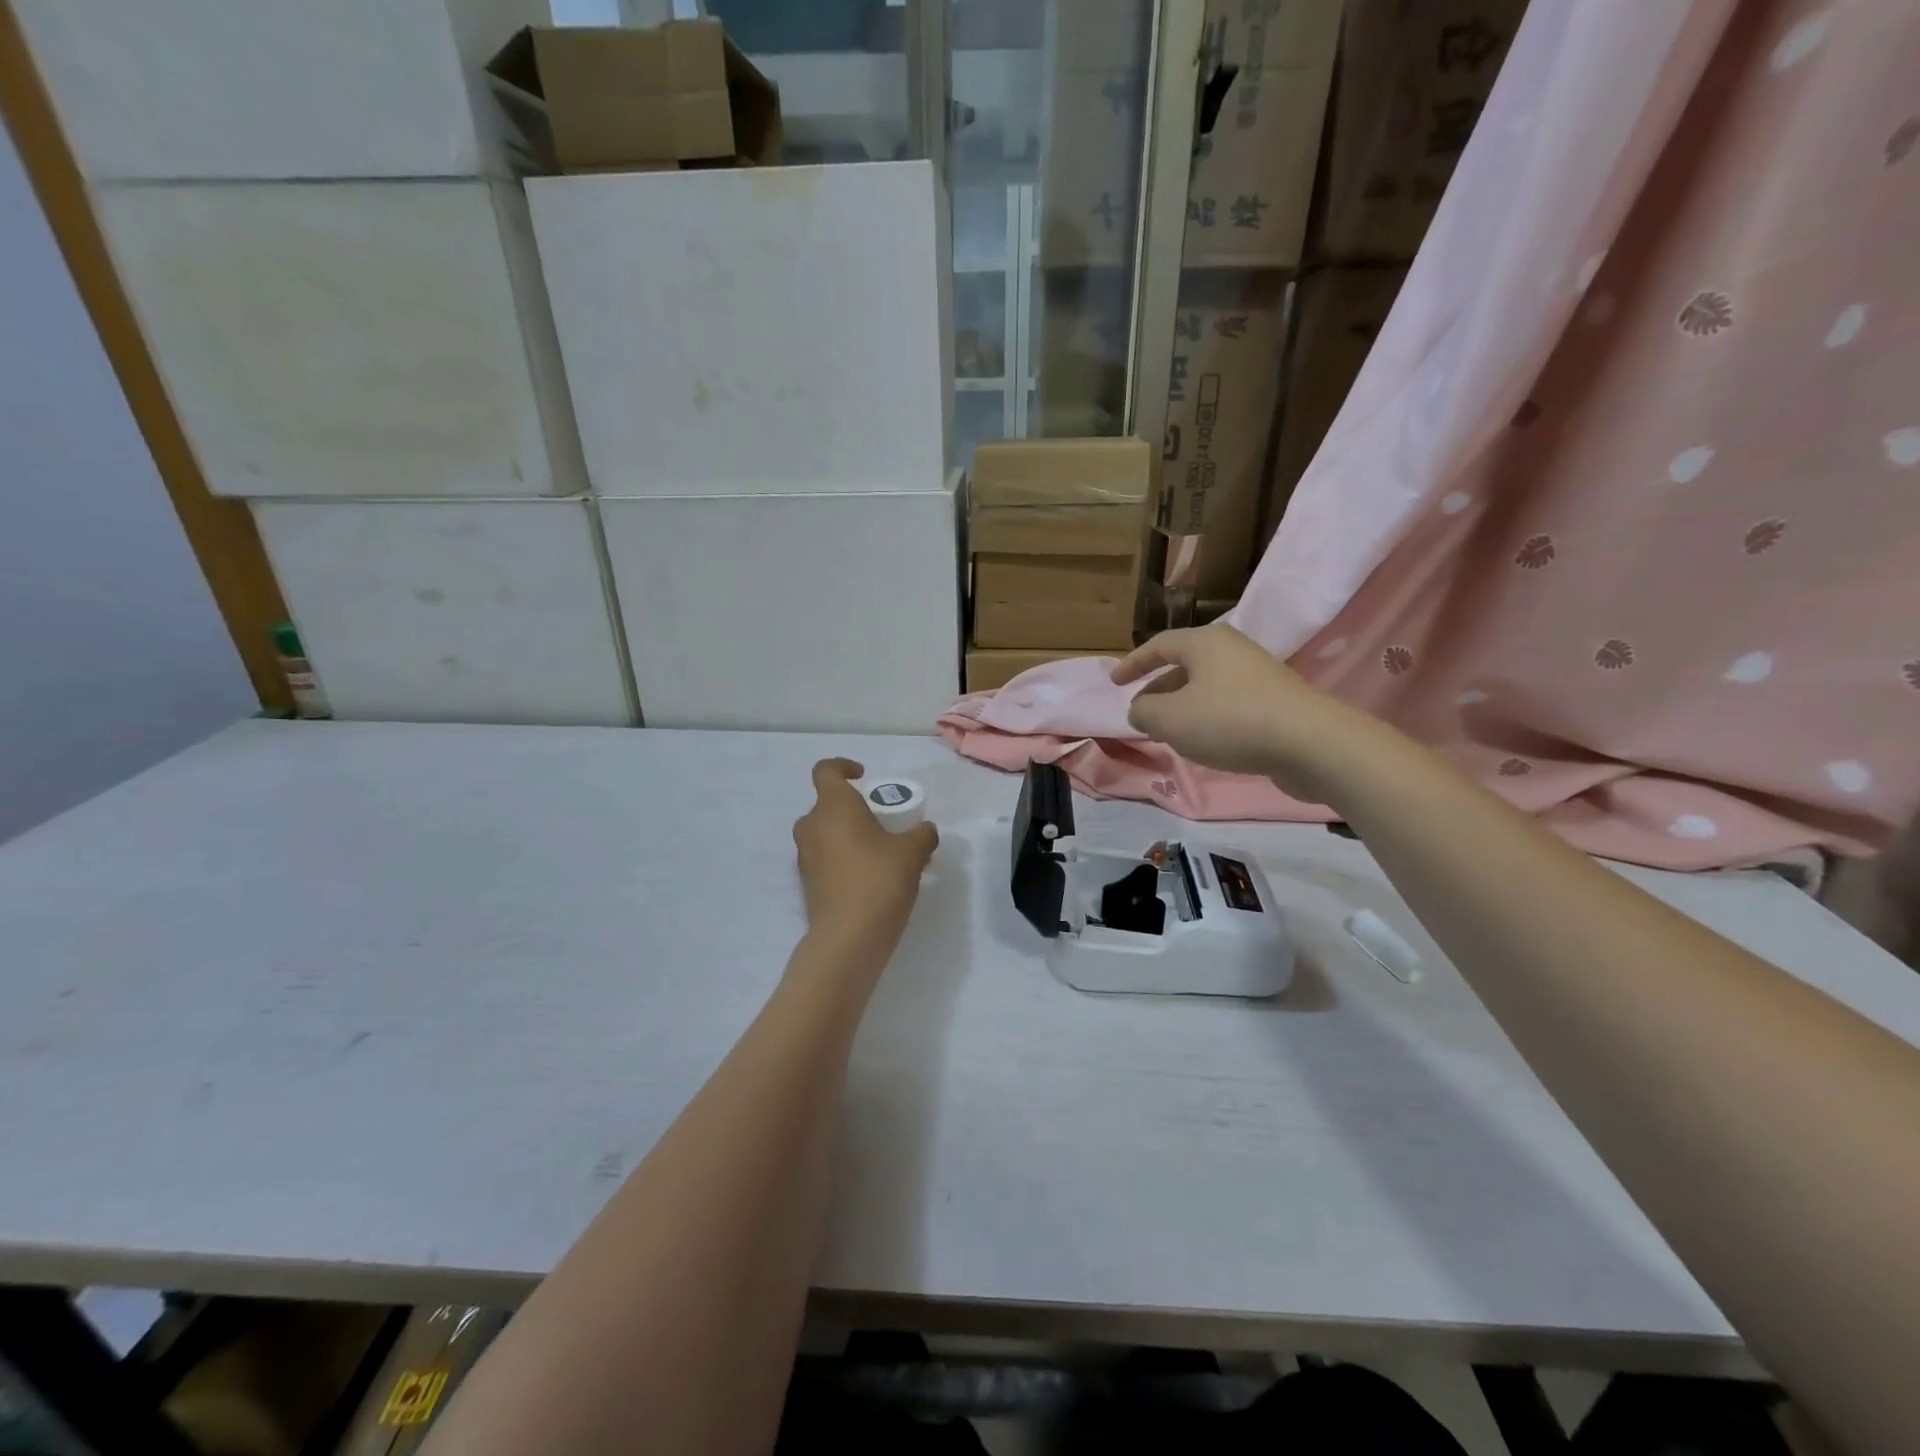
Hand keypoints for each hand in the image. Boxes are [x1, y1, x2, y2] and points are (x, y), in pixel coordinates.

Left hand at [792, 759, 938, 958]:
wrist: (849, 937)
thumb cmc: (879, 879)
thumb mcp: (912, 853)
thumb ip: (921, 835)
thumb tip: (926, 830)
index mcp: (833, 806)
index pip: (825, 770)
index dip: (843, 767)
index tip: (864, 777)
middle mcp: (812, 826)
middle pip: (826, 805)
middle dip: (851, 808)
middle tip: (880, 822)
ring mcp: (805, 856)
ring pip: (823, 833)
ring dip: (846, 835)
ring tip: (879, 852)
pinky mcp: (806, 883)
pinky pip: (824, 858)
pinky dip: (841, 859)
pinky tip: (869, 877)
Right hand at [1111, 627, 1374, 801]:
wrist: (1309, 743)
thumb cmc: (1229, 721)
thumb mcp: (1169, 719)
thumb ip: (1144, 712)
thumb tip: (1141, 711)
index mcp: (1204, 643)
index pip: (1158, 645)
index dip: (1132, 664)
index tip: (1114, 683)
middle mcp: (1232, 650)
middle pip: (1184, 664)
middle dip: (1158, 688)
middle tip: (1141, 712)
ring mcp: (1258, 675)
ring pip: (1207, 686)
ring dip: (1183, 706)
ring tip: (1169, 732)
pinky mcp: (1276, 702)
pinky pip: (1229, 704)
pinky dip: (1208, 717)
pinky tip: (1205, 743)